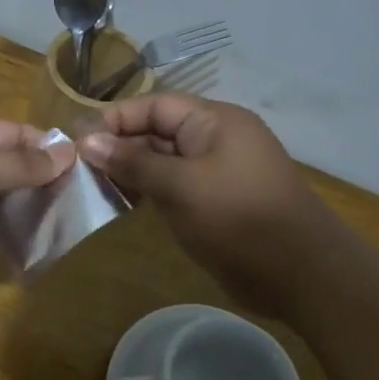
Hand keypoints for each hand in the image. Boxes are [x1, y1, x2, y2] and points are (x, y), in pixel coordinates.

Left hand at [0, 120, 74, 293]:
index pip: (15, 134)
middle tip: (83, 204)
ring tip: (69, 228)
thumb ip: (22, 163)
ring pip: (2, 206)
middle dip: (43, 185)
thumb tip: (67, 150)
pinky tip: (38, 249)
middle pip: (11, 171)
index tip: (83, 166)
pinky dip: (10, 242)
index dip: (48, 147)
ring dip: (30, 215)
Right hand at [80, 94, 340, 315]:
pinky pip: (173, 186)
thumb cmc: (239, 218)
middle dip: (119, 145)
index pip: (155, 105)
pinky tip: (122, 203)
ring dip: (130, 171)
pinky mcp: (214, 202)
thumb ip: (133, 162)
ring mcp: (215, 172)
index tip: (78, 139)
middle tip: (78, 167)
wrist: (300, 274)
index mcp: (214, 122)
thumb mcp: (181, 186)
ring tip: (92, 186)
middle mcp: (215, 140)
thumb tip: (87, 140)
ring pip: (163, 161)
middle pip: (157, 131)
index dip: (116, 118)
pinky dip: (147, 191)